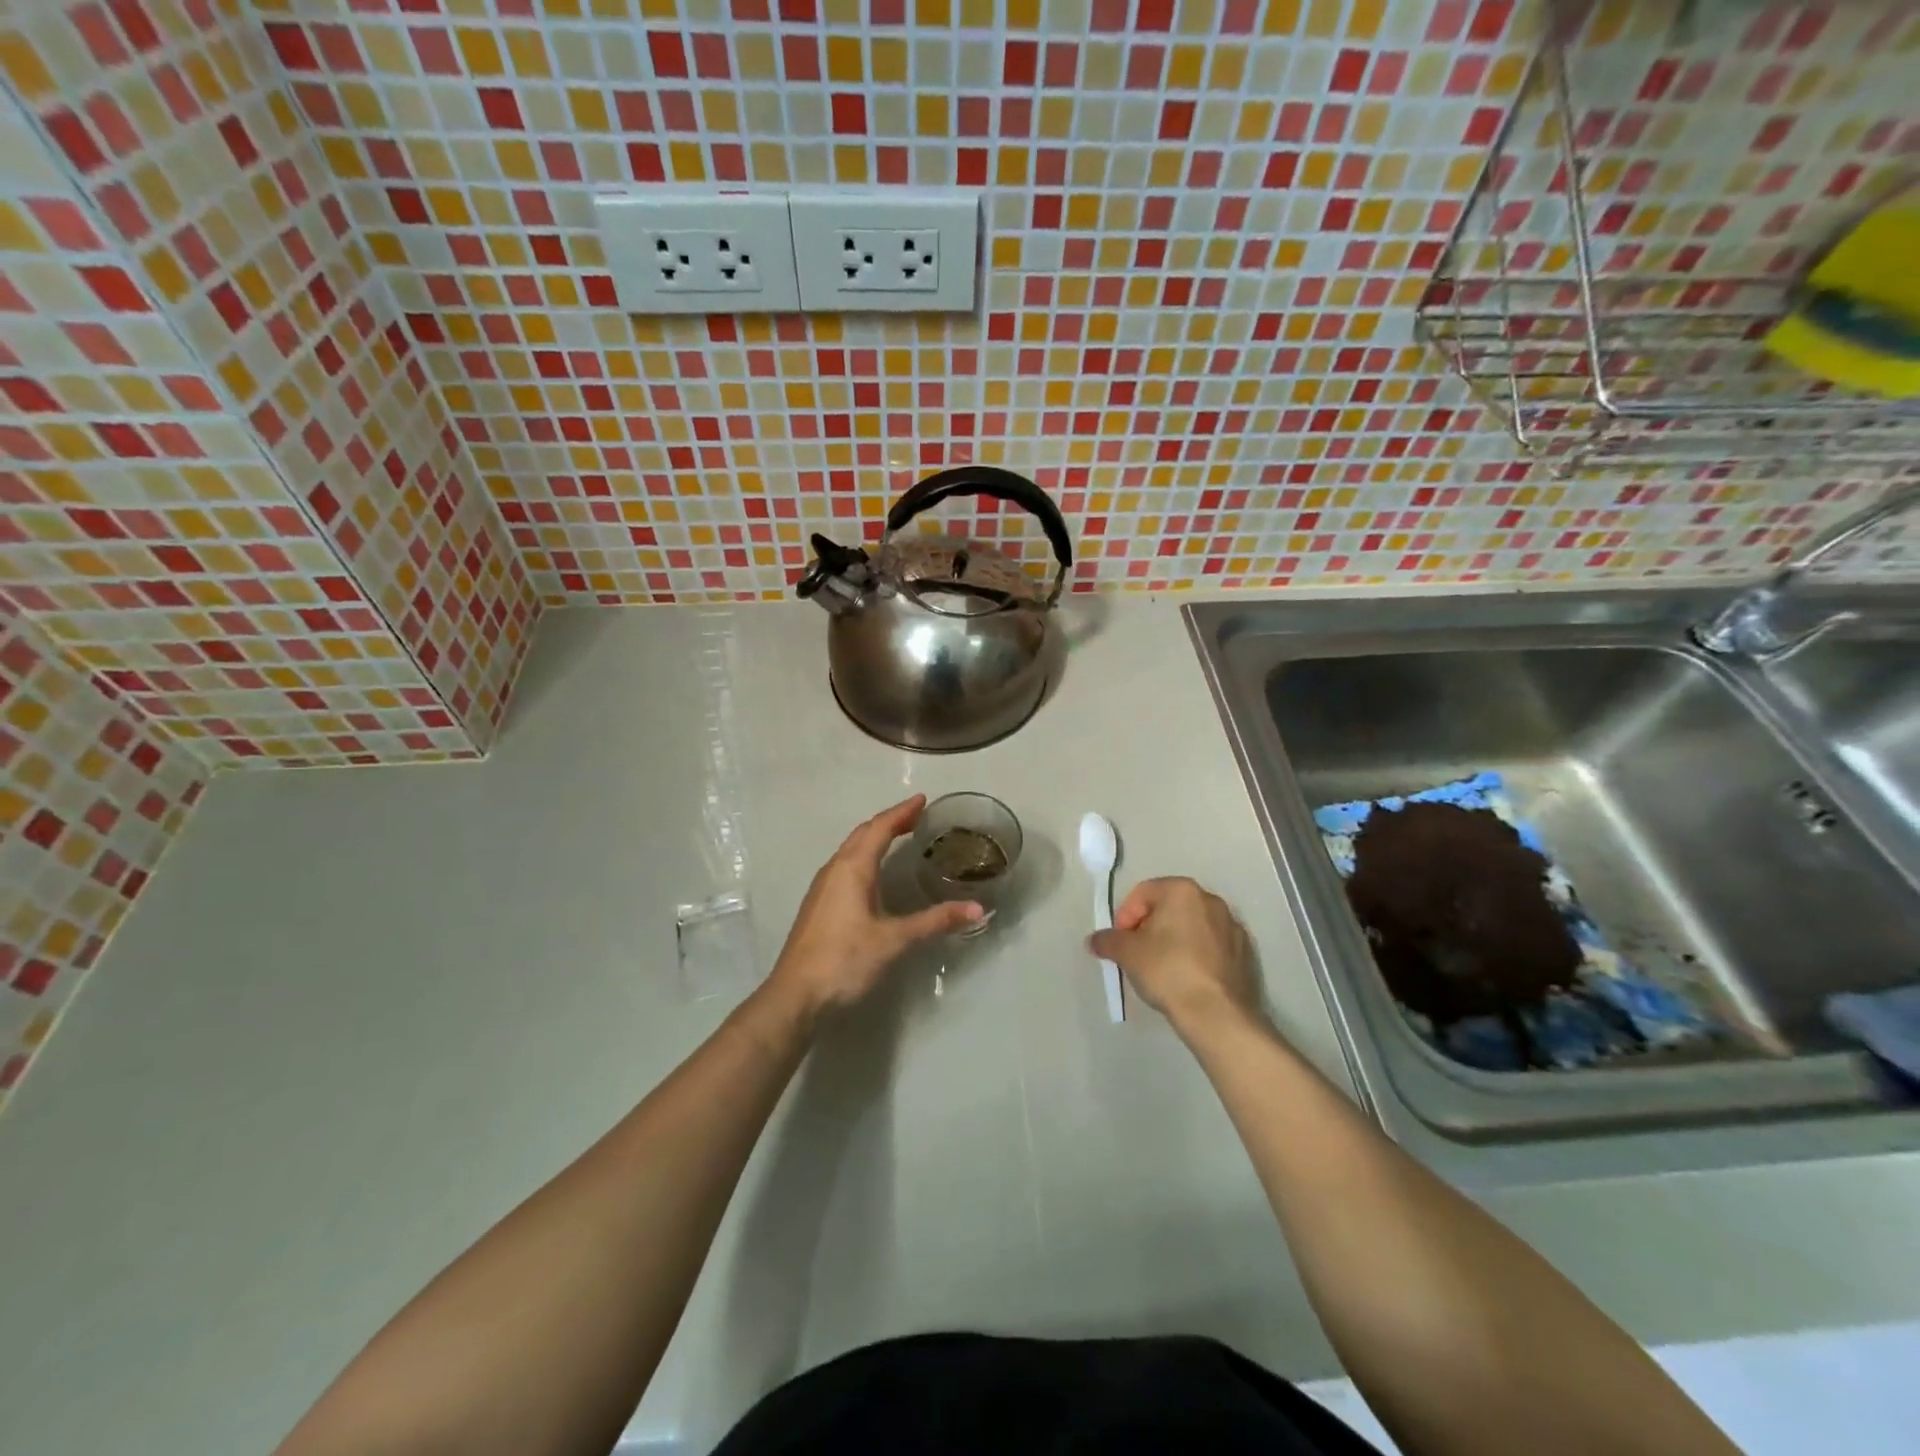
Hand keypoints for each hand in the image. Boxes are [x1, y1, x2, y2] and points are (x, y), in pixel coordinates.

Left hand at [767, 795, 981, 1020]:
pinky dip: (865, 858)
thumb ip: (935, 921)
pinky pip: (845, 867)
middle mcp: (834, 870)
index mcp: (852, 868)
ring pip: (851, 850)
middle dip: (889, 822)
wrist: (795, 997)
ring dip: (874, 839)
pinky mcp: (818, 907)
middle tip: (916, 817)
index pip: (879, 828)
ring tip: (898, 838)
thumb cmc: (844, 960)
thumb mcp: (895, 940)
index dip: (902, 812)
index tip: (922, 799)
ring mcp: (822, 888)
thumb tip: (977, 909)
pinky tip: (874, 876)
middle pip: (863, 834)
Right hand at [1089, 877, 1261, 1041]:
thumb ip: (1107, 940)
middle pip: (1168, 907)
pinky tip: (1187, 978)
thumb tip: (1094, 940)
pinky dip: (1196, 955)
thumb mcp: (1127, 953)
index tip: (1119, 942)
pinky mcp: (1245, 953)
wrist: (1217, 1013)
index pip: (1143, 893)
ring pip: (1191, 926)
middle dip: (1149, 927)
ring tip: (1161, 967)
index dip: (1125, 916)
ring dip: (1173, 940)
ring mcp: (1232, 927)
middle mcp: (1211, 900)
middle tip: (1136, 953)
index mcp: (1182, 891)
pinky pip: (1211, 946)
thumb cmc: (1167, 970)